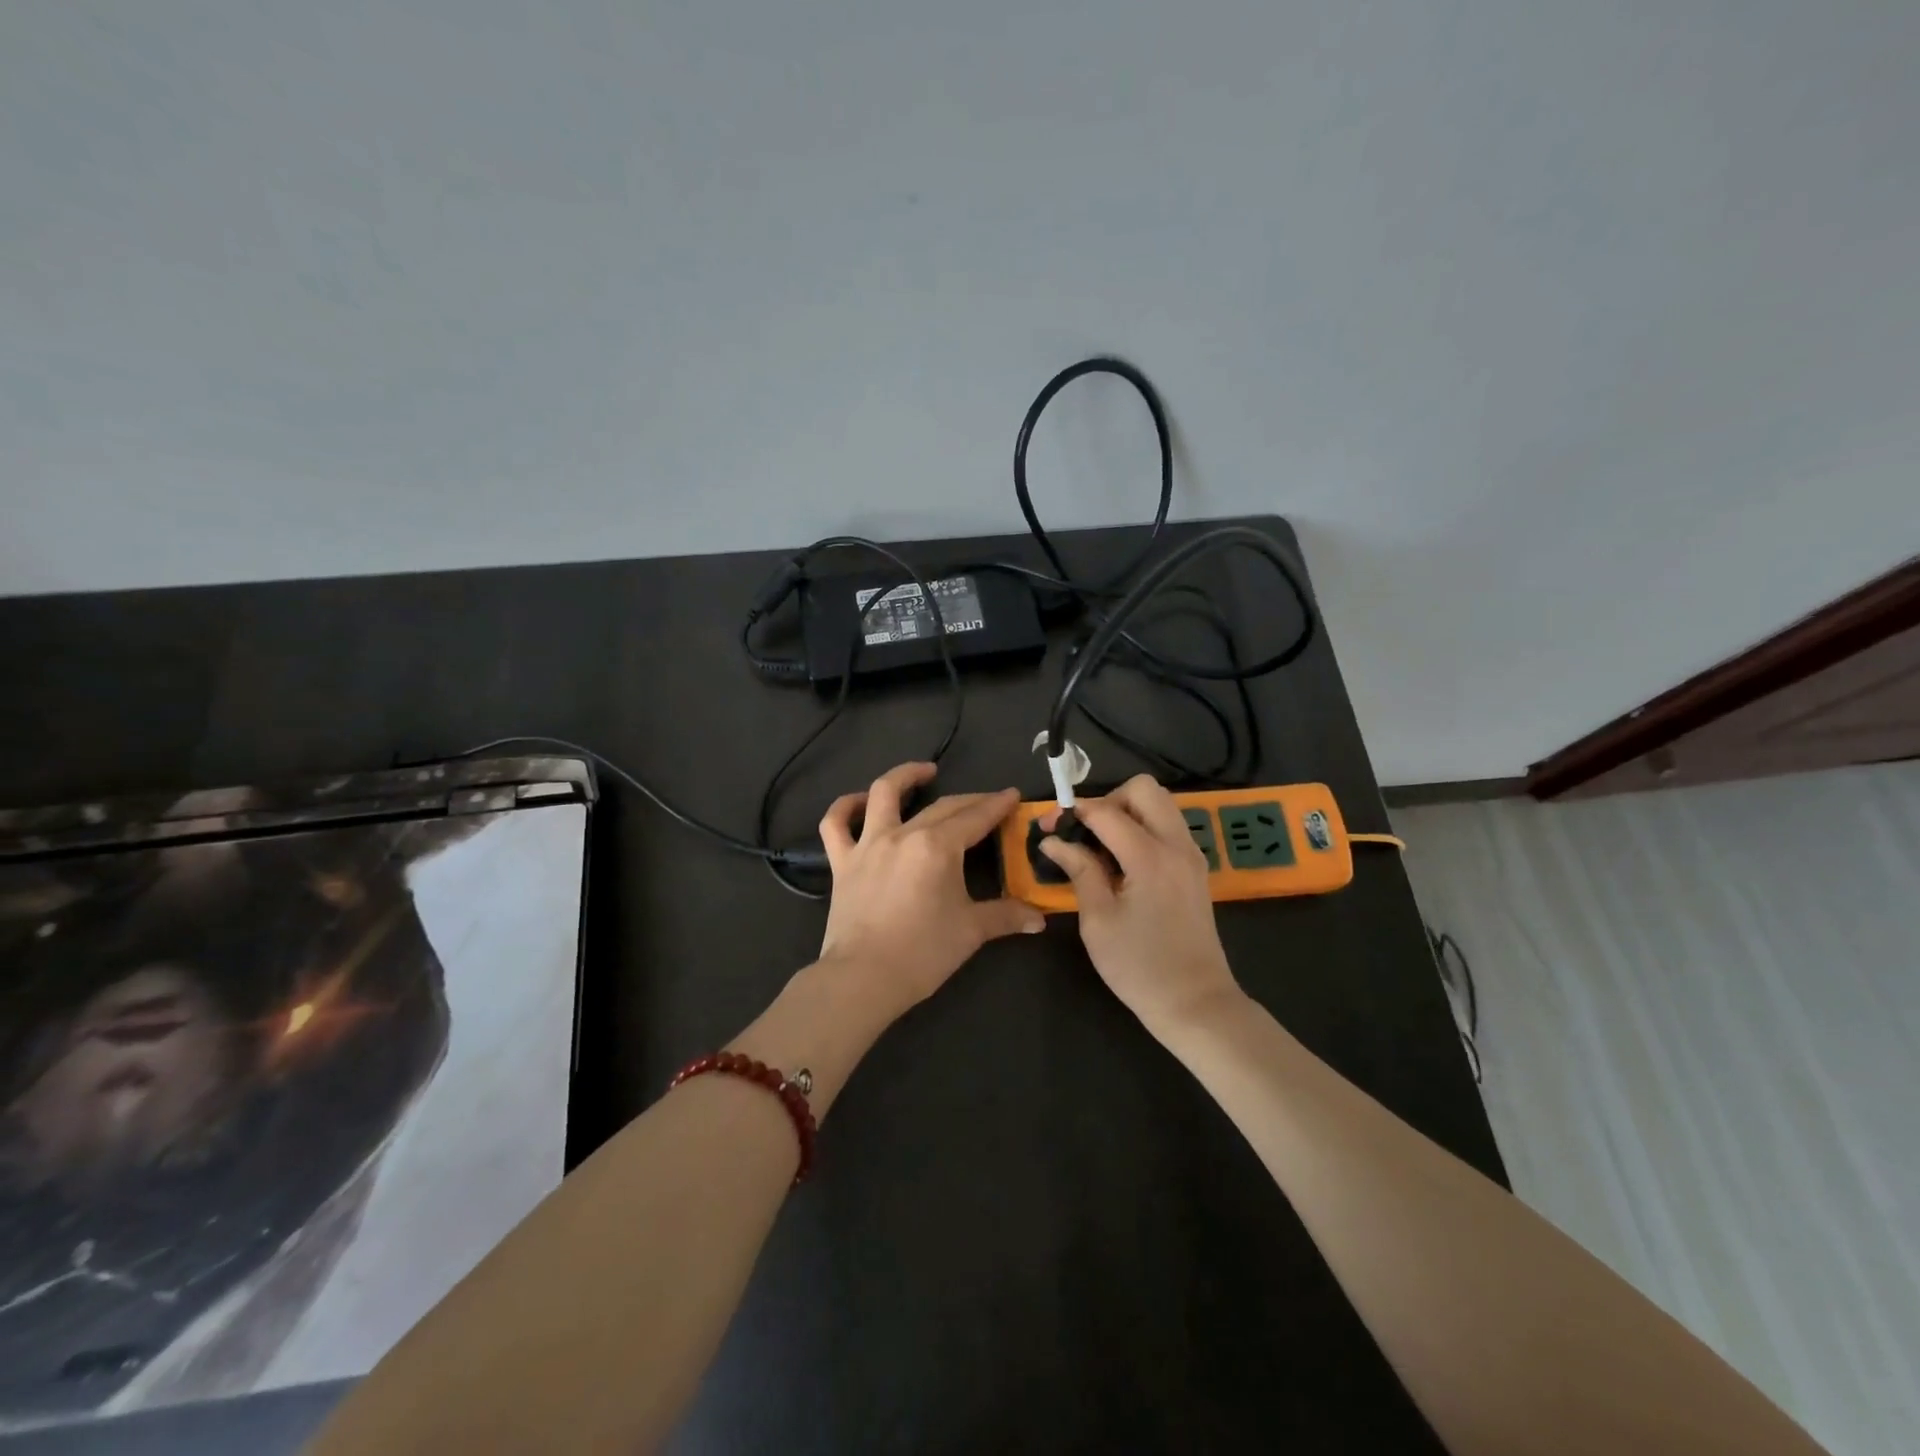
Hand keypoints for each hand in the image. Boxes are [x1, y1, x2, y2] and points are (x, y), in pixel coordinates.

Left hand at [817, 762, 1043, 1020]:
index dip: (997, 805)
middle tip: (988, 801)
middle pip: (942, 806)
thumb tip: (1040, 918)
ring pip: (882, 794)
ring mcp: (868, 844)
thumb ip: (1006, 916)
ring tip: (924, 772)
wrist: (863, 978)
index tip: (1012, 794)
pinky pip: (836, 824)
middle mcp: (903, 834)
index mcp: (938, 847)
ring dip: (905, 776)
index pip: (975, 818)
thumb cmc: (922, 953)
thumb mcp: (971, 931)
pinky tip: (860, 800)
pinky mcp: (842, 862)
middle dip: (970, 800)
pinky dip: (845, 806)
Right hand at [1039, 775, 1242, 1037]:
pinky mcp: (1195, 868)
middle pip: (1144, 789)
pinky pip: (1169, 826)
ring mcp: (1191, 855)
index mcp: (1150, 857)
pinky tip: (1124, 860)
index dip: (1072, 812)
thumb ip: (1079, 870)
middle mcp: (1176, 845)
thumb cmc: (1139, 967)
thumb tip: (1053, 841)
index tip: (1047, 827)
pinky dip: (1144, 827)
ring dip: (1128, 811)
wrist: (1196, 1003)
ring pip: (1160, 803)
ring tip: (1103, 845)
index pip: (1106, 811)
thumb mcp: (1098, 921)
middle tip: (1086, 831)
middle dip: (1108, 800)